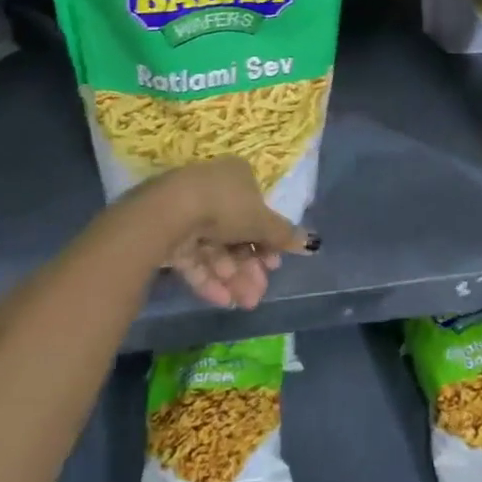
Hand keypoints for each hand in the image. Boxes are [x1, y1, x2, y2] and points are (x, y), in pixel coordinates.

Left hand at [139, 157, 319, 310]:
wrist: (170, 212)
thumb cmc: (225, 206)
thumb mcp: (262, 221)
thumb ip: (284, 235)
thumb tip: (313, 244)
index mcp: (238, 177)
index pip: (257, 211)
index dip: (267, 240)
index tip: (274, 265)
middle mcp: (213, 191)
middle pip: (237, 233)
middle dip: (249, 267)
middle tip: (259, 293)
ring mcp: (188, 213)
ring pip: (216, 249)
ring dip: (233, 277)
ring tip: (245, 303)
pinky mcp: (168, 235)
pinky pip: (194, 258)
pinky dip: (208, 278)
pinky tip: (222, 300)